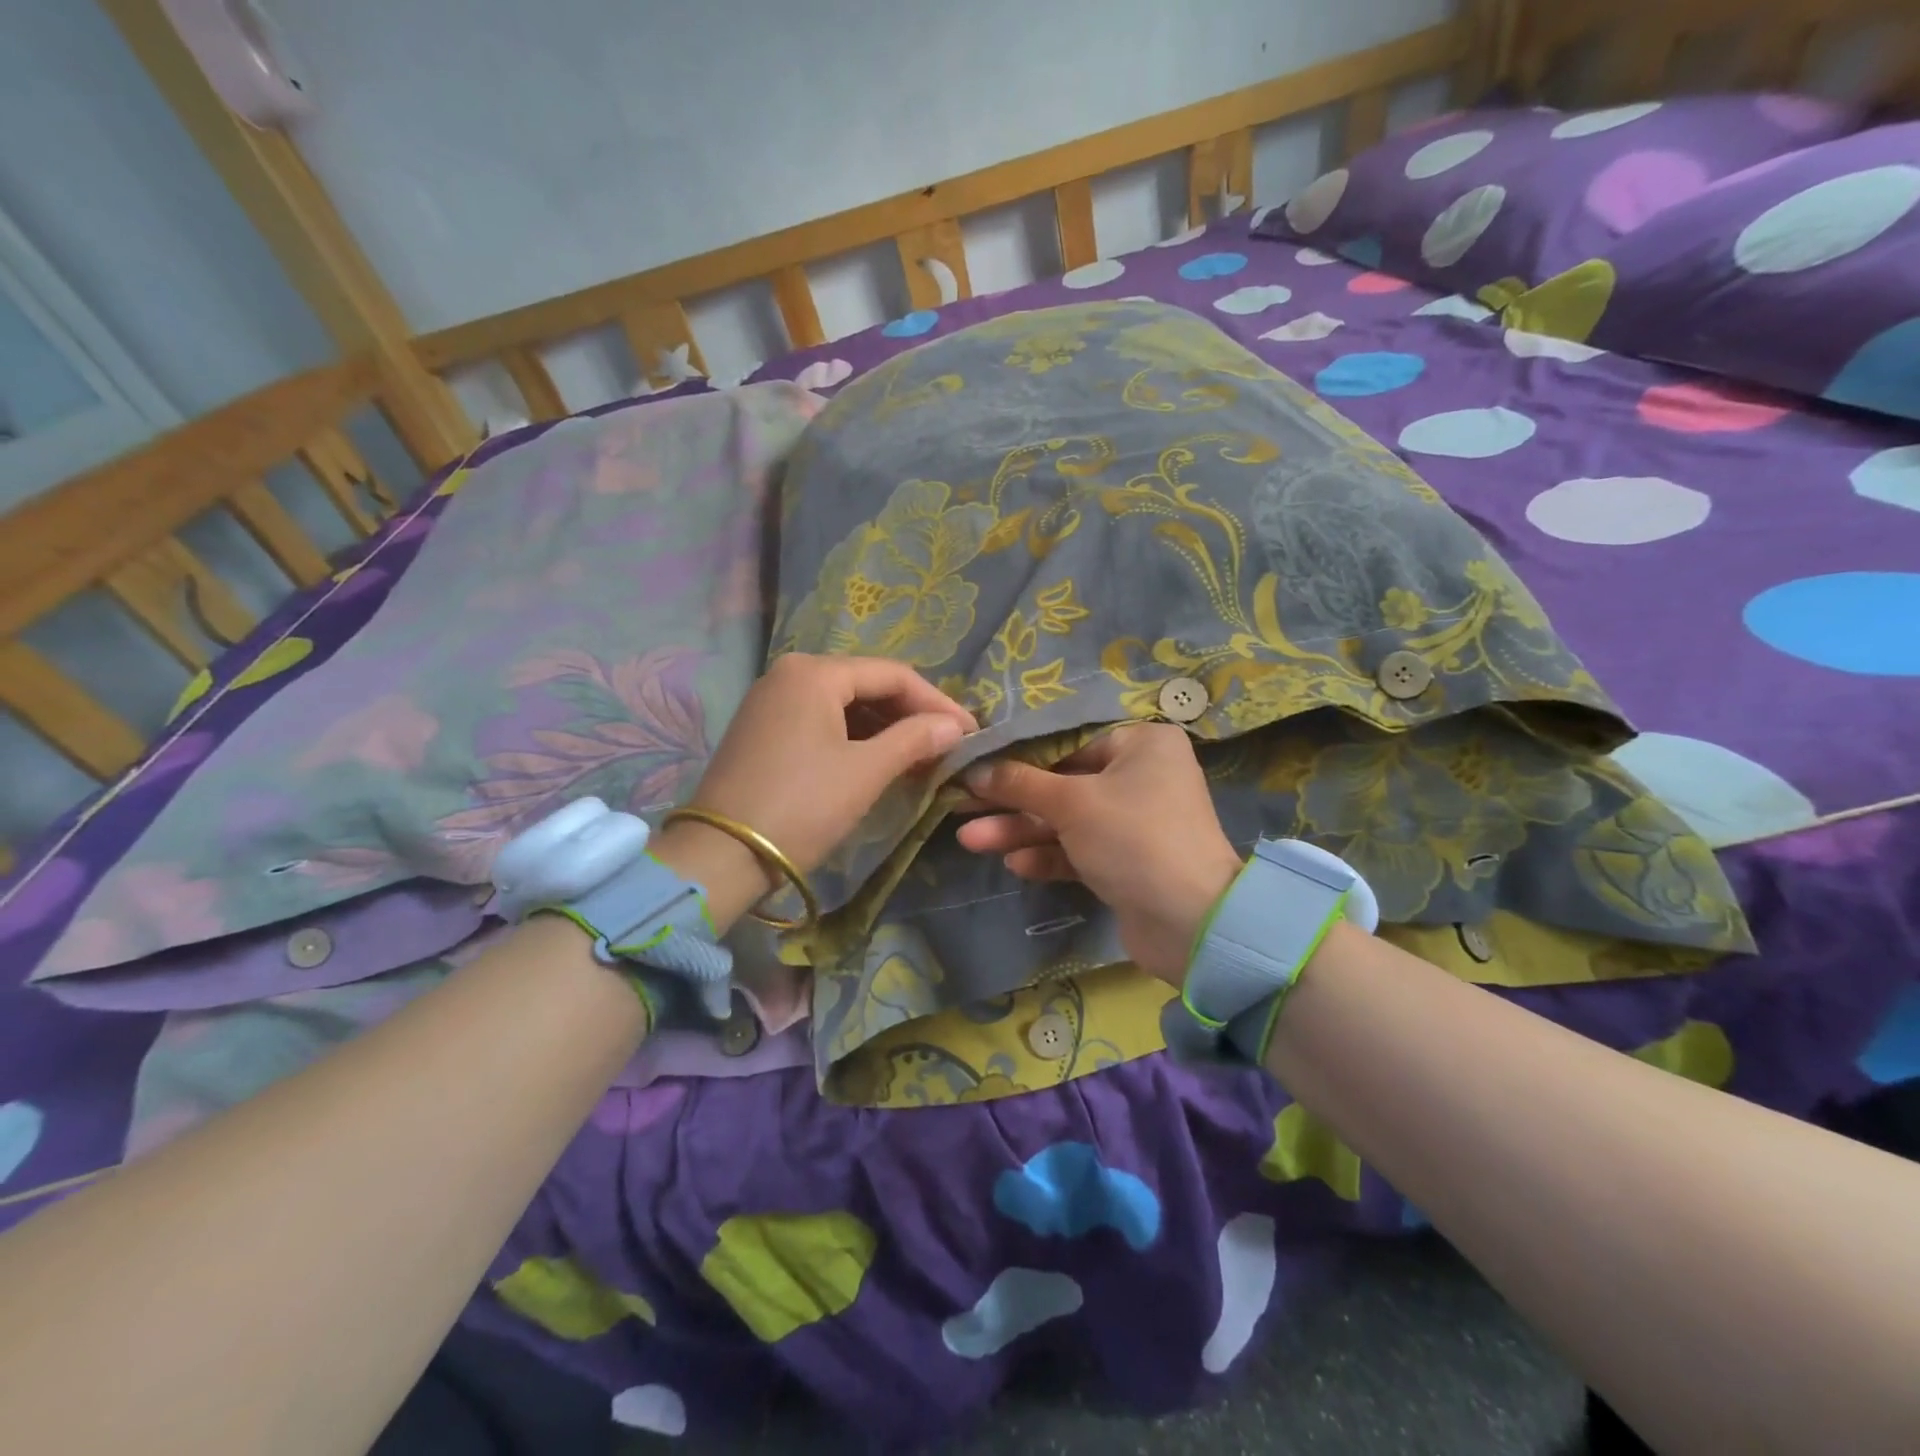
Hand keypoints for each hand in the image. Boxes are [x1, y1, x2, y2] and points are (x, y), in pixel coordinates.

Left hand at [653, 655, 973, 927]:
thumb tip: (955, 726)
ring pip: (845, 705)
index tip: (971, 731)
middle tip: (949, 746)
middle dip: (911, 715)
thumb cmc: (802, 805)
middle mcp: (789, 673)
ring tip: (922, 758)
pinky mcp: (762, 730)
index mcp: (814, 672)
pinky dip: (855, 739)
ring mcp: (771, 701)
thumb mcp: (866, 771)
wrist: (721, 856)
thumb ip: (915, 739)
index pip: (893, 675)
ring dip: (886, 729)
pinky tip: (879, 761)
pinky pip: (822, 722)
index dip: (938, 702)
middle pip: (868, 686)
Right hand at [956, 723, 1244, 985]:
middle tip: (963, 806)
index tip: (976, 765)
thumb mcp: (1071, 803)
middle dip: (1013, 801)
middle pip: (1063, 783)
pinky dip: (1049, 855)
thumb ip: (1020, 784)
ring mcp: (1135, 822)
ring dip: (1021, 831)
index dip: (1018, 756)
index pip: (1068, 741)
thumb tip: (975, 770)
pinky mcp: (1127, 862)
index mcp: (1141, 744)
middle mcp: (1142, 777)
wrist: (1190, 924)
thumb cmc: (1132, 838)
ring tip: (970, 840)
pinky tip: (1015, 865)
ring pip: (1067, 820)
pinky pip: (1080, 850)